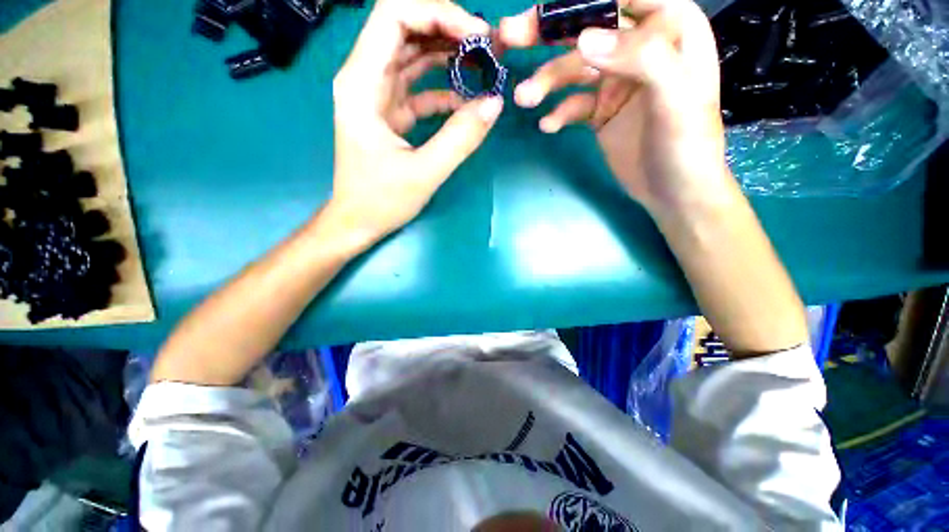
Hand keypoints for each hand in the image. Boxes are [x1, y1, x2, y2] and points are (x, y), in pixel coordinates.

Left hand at [328, 0, 503, 246]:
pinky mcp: (390, 112)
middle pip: (406, 28)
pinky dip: (443, 88)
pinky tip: (466, 100)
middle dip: (448, 29)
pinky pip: (419, 87)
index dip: (437, 14)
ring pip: (413, 55)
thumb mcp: (424, 172)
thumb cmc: (381, 200)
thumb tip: (494, 104)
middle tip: (487, 47)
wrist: (358, 221)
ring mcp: (377, 94)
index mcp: (362, 83)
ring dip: (448, 56)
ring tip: (483, 66)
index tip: (477, 35)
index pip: (394, 16)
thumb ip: (460, 138)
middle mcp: (365, 78)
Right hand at [500, 0, 734, 217]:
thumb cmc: (686, 145)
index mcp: (671, 28)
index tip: (544, 15)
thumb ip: (640, 59)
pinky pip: (573, 103)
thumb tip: (584, 40)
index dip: (581, 4)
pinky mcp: (601, 111)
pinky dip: (558, 112)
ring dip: (546, 82)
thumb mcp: (676, 98)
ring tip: (524, 99)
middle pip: (590, 29)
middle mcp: (640, 48)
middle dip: (548, 33)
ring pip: (574, 69)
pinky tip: (548, 125)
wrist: (673, 192)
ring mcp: (617, 81)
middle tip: (509, 35)